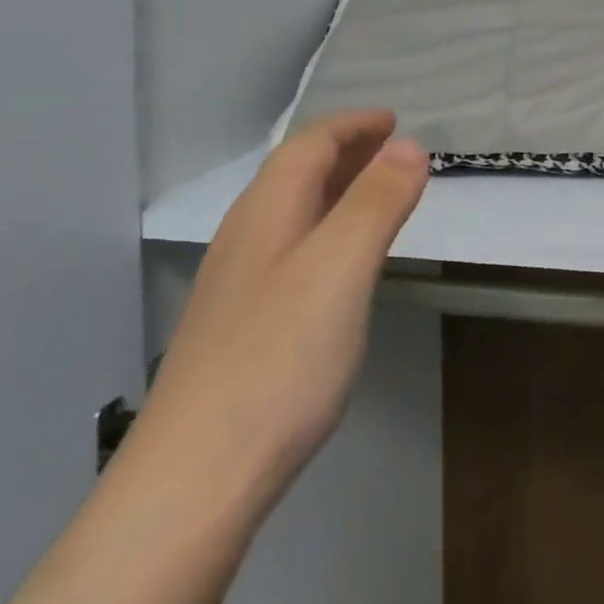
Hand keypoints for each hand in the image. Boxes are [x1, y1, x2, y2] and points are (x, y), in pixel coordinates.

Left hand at [123, 111, 429, 510]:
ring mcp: (239, 286)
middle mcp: (247, 239)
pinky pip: (292, 251)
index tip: (394, 120)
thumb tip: (410, 145)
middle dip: (346, 151)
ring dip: (337, 190)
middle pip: (295, 174)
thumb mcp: (341, 270)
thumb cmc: (278, 361)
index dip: (352, 126)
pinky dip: (328, 231)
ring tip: (378, 194)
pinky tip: (343, 264)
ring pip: (292, 214)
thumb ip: (376, 203)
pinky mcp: (242, 328)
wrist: (193, 483)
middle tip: (395, 149)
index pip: (308, 145)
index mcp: (267, 214)